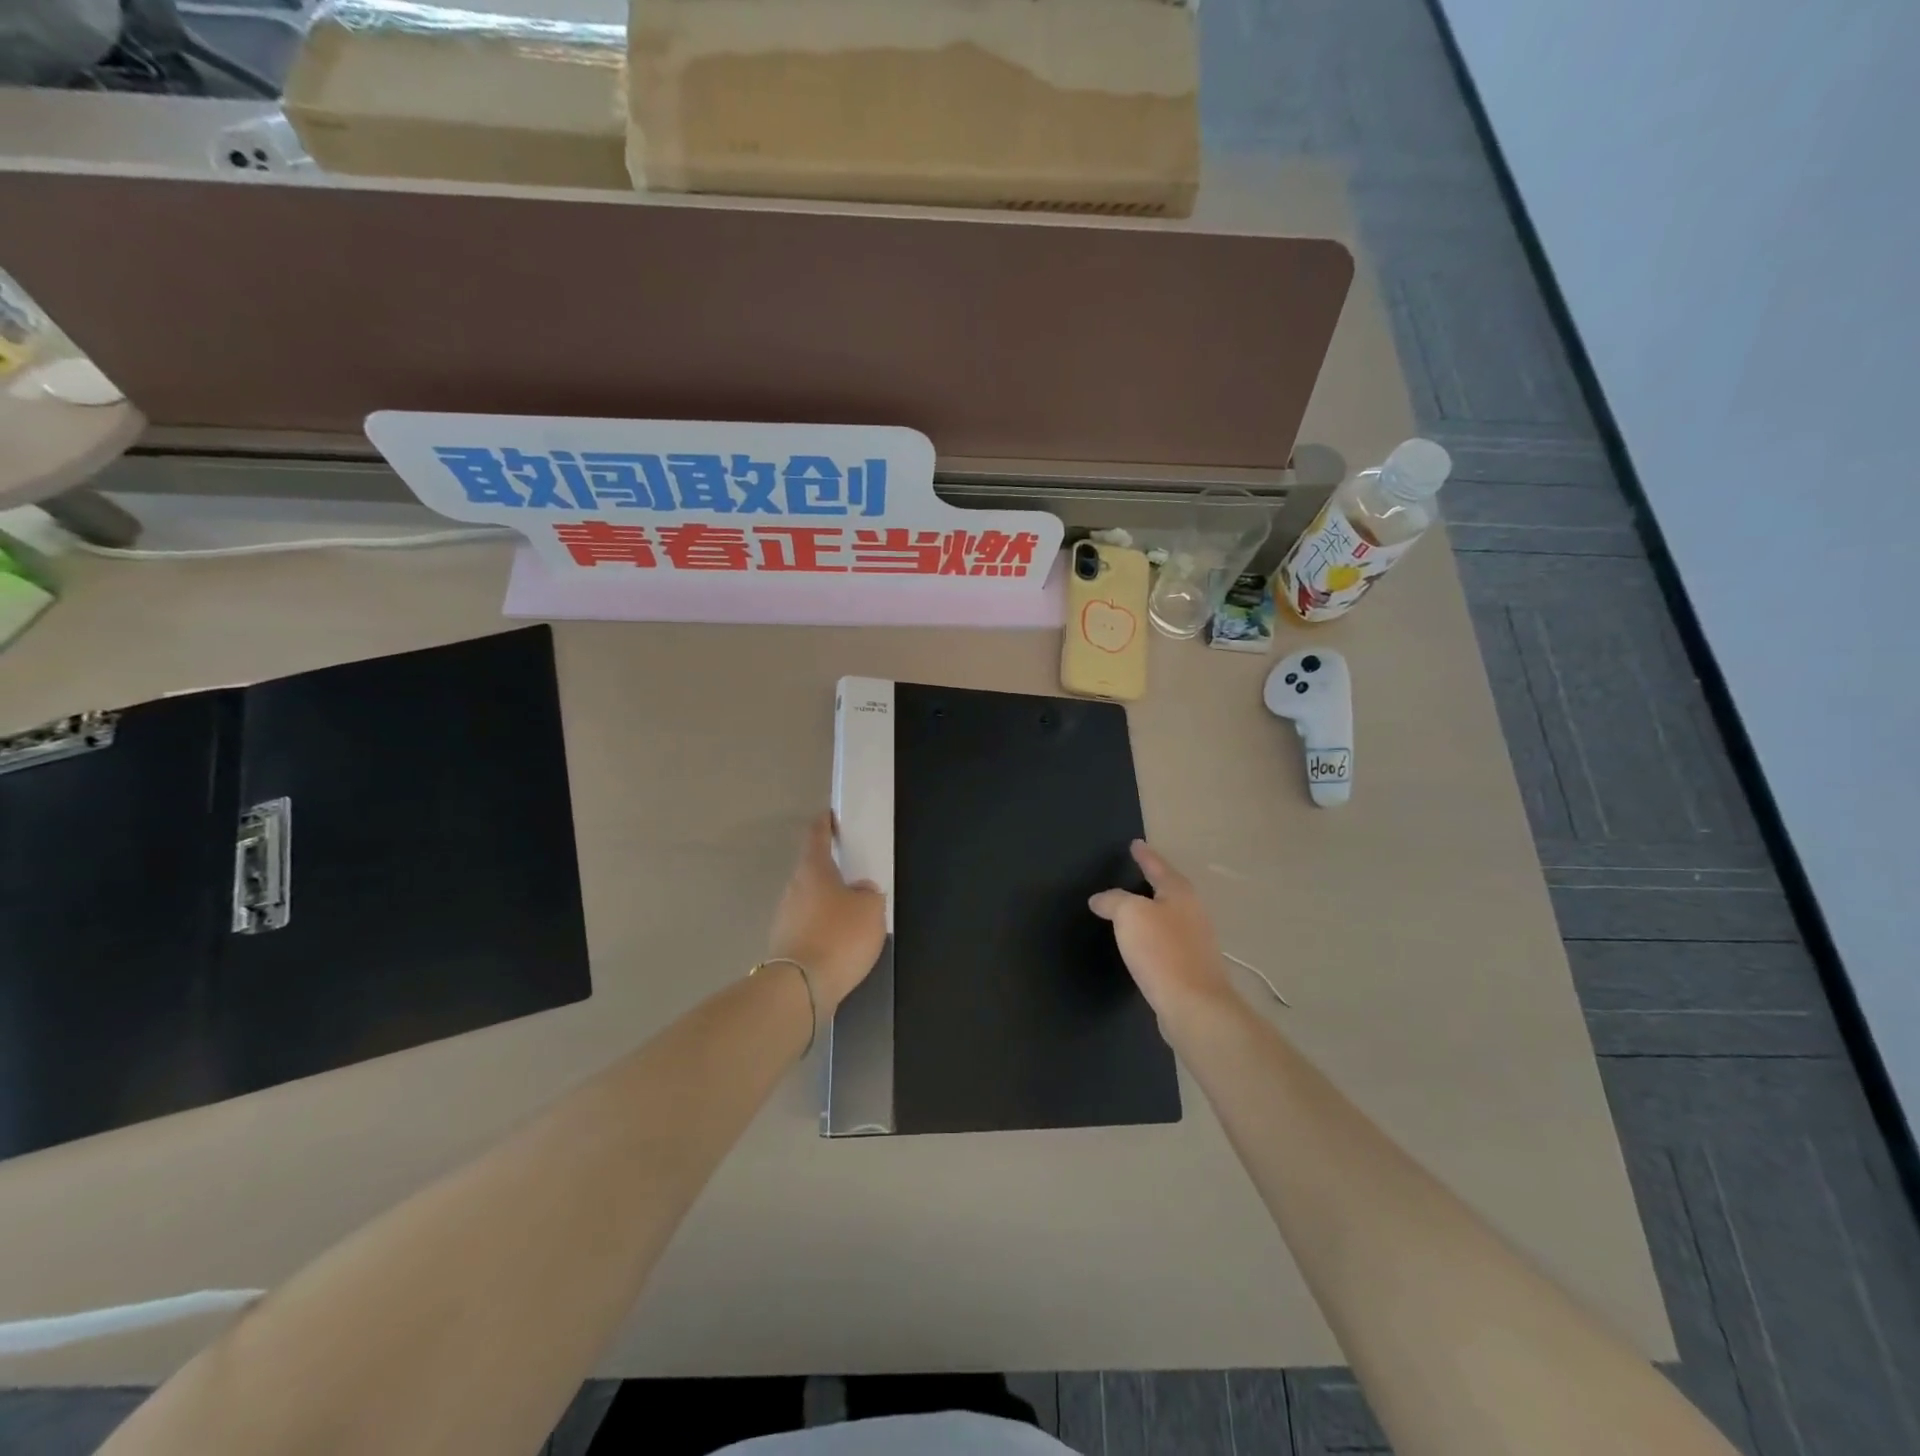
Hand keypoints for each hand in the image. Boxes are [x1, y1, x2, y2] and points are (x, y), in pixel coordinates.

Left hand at [768, 812, 887, 1011]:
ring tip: (851, 916)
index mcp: (813, 870)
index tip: (830, 816)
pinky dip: (822, 929)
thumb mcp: (871, 910)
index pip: (816, 836)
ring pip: (809, 901)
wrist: (800, 988)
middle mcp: (793, 888)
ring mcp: (784, 917)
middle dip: (831, 872)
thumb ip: (869, 894)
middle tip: (854, 876)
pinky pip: (808, 927)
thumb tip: (860, 892)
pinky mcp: (784, 945)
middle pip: (812, 871)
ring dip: (827, 904)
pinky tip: (839, 943)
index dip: (825, 824)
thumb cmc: (839, 936)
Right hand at [1090, 841, 1233, 1018]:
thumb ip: (1113, 900)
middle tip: (1133, 873)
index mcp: (1179, 893)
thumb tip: (1100, 899)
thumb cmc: (1161, 951)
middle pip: (1169, 890)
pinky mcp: (1191, 967)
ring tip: (1131, 909)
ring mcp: (1195, 941)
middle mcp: (1192, 912)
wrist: (1194, 1006)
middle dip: (1151, 881)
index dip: (1144, 855)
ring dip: (1151, 911)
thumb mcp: (1129, 915)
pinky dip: (1152, 936)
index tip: (1135, 843)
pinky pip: (1167, 941)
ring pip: (1169, 916)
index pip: (1158, 866)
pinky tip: (1140, 945)